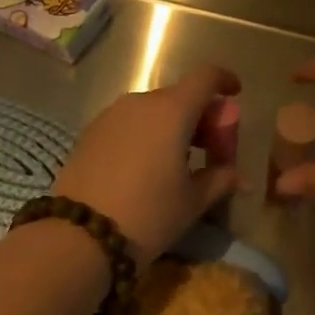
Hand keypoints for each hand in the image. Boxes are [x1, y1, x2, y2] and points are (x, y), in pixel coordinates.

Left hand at [52, 65, 240, 260]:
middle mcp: (140, 102)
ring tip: (178, 160)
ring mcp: (110, 116)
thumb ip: (220, 179)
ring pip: (151, 110)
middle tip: (211, 147)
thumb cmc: (148, 214)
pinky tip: (147, 166)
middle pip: (179, 96)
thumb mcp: (192, 202)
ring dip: (171, 125)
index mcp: (172, 111)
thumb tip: (236, 175)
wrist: (78, 236)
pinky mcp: (89, 133)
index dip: (224, 80)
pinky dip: (145, 134)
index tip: (236, 93)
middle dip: (200, 115)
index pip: (205, 78)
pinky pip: (128, 123)